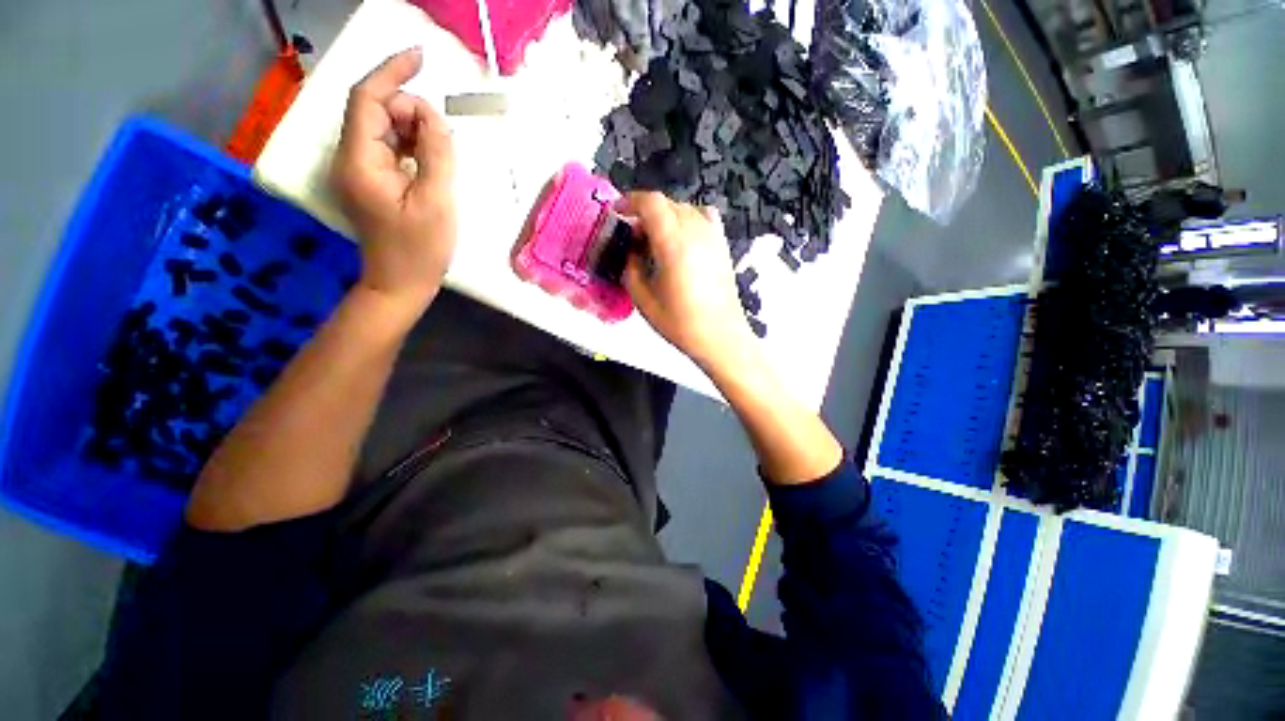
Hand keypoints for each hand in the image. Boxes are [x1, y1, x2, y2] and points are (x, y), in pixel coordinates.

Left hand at [331, 47, 456, 316]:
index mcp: (360, 161)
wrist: (401, 284)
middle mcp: (351, 159)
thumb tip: (435, 118)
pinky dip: (412, 146)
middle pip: (376, 111)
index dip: (392, 73)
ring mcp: (360, 171)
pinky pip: (390, 149)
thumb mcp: (437, 201)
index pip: (367, 99)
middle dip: (411, 111)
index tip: (420, 57)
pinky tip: (431, 162)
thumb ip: (437, 153)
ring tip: (441, 154)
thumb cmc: (420, 250)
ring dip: (414, 130)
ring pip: (384, 129)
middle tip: (443, 138)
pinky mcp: (372, 182)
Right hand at [620, 192, 755, 371]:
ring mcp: (712, 236)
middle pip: (666, 204)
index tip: (617, 213)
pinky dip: (687, 219)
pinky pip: (703, 218)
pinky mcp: (722, 245)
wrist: (720, 336)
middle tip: (633, 236)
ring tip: (655, 240)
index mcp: (673, 243)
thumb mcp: (643, 299)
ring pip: (684, 209)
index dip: (630, 201)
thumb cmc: (680, 322)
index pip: (651, 203)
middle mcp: (695, 231)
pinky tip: (682, 239)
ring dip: (665, 217)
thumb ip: (631, 268)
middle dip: (644, 213)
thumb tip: (630, 251)